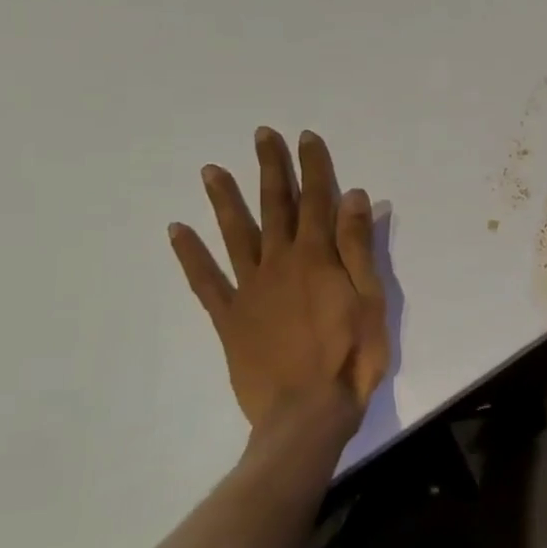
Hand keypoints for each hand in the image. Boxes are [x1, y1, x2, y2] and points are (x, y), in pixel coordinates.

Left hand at [169, 127, 388, 449]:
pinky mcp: (229, 318)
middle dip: (270, 169)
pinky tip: (177, 231)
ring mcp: (249, 290)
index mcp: (317, 257)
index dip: (313, 167)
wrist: (306, 412)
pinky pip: (206, 281)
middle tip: (261, 135)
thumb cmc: (351, 356)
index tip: (305, 137)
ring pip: (235, 235)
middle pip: (275, 207)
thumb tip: (353, 196)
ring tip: (211, 170)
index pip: (317, 201)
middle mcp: (278, 263)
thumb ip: (358, 247)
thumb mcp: (370, 299)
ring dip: (224, 200)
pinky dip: (190, 255)